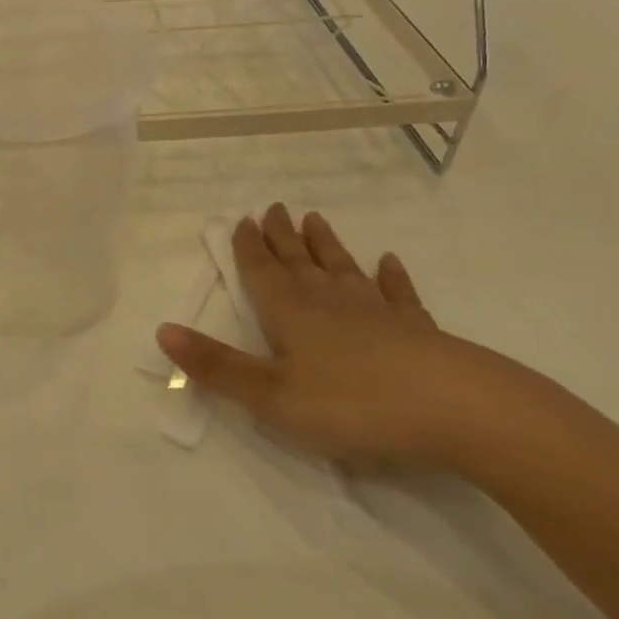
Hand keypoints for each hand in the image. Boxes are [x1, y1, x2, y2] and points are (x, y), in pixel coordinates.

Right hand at [156, 204, 530, 469]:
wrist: (456, 410)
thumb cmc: (352, 404)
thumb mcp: (270, 395)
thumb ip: (216, 366)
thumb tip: (162, 330)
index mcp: (290, 313)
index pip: (262, 271)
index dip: (249, 247)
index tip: (243, 218)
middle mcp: (329, 302)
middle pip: (299, 261)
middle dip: (282, 236)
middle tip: (273, 207)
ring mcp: (377, 312)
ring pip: (343, 269)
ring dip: (327, 245)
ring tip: (315, 219)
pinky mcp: (418, 330)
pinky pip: (399, 295)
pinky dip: (392, 277)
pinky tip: (390, 263)